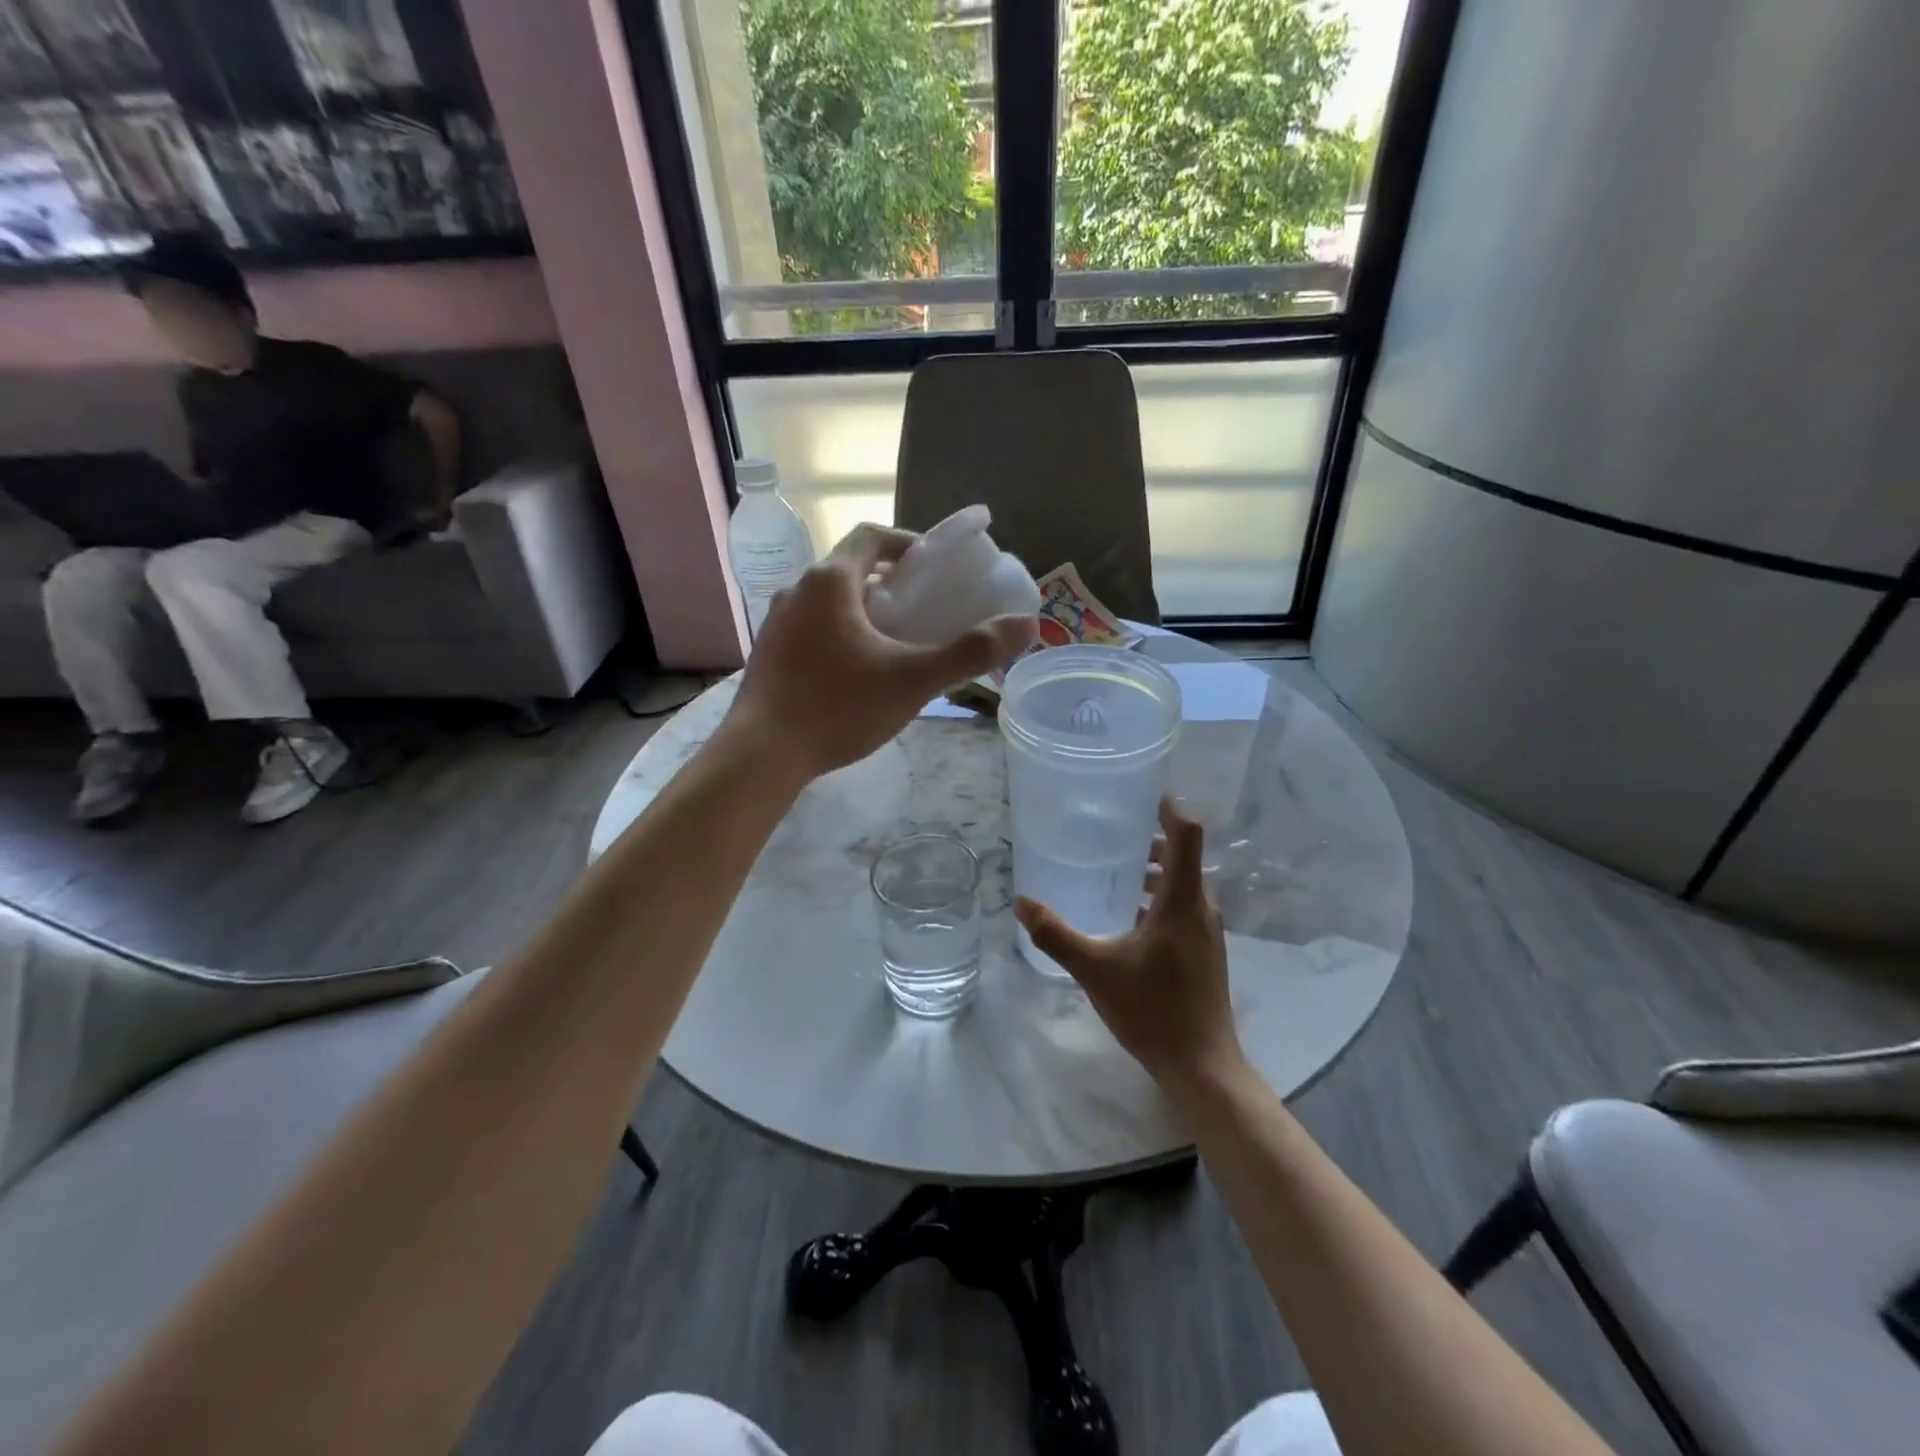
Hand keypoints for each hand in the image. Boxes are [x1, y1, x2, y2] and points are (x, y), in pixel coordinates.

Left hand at [728, 523, 1035, 782]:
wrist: (762, 755)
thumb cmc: (837, 708)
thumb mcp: (912, 681)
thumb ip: (969, 652)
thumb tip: (1027, 625)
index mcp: (830, 581)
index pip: (872, 536)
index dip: (908, 543)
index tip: (936, 567)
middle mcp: (797, 590)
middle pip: (851, 568)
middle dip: (890, 582)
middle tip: (925, 608)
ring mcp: (776, 623)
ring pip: (829, 601)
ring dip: (864, 610)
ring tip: (896, 642)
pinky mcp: (768, 654)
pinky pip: (812, 628)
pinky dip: (840, 634)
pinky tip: (857, 673)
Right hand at [1014, 800, 1243, 1087]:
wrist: (1202, 1066)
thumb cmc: (1153, 1010)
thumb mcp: (1095, 969)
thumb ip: (1056, 935)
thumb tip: (1021, 902)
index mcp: (1182, 901)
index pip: (1187, 835)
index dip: (1169, 808)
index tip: (1143, 795)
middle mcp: (1202, 908)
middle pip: (1184, 857)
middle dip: (1152, 841)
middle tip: (1113, 833)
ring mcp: (1208, 932)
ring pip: (1184, 885)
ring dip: (1156, 873)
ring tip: (1117, 874)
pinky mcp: (1206, 953)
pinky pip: (1185, 908)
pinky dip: (1161, 898)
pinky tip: (1130, 920)